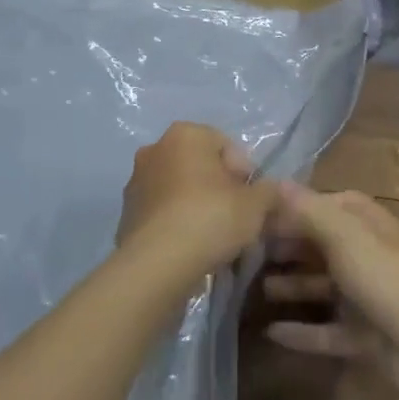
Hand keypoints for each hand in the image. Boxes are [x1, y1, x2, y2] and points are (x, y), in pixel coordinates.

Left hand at [117, 122, 278, 276]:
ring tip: (213, 237)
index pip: (226, 146)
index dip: (245, 174)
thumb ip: (270, 191)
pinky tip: (190, 247)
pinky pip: (162, 212)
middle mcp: (155, 149)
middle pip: (200, 166)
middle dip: (219, 188)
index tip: (252, 201)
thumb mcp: (256, 204)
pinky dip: (176, 223)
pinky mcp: (125, 213)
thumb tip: (273, 191)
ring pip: (179, 189)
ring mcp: (136, 181)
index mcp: (186, 135)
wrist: (157, 264)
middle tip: (235, 218)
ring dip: (196, 205)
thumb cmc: (210, 219)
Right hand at [261, 186, 398, 399]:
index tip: (255, 216)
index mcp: (366, 223)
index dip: (292, 209)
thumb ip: (308, 210)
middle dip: (286, 246)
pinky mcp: (365, 335)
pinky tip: (271, 333)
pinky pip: (327, 330)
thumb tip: (276, 183)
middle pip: (320, 244)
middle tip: (245, 253)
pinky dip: (302, 331)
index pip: (324, 204)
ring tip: (253, 288)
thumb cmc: (387, 279)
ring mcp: (367, 296)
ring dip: (291, 285)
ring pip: (322, 286)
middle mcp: (367, 254)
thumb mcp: (345, 236)